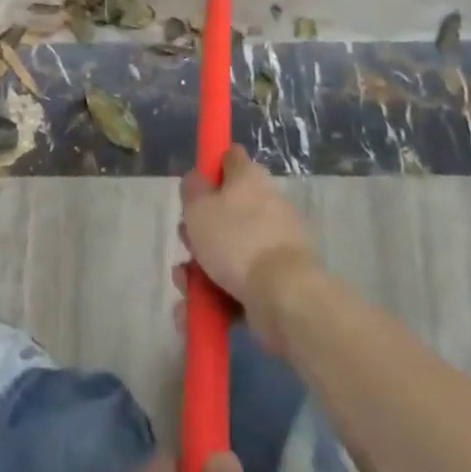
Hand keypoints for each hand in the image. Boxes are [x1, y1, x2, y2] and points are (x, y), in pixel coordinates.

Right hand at [178, 146, 314, 351]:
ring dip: (201, 271)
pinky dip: (218, 296)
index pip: (229, 158)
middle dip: (198, 233)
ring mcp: (272, 245)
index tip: (193, 190)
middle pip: (223, 211)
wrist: (284, 296)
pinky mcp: (274, 281)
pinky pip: (238, 283)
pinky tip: (196, 312)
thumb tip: (197, 180)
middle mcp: (265, 205)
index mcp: (249, 178)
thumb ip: (191, 188)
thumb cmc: (236, 240)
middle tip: (186, 246)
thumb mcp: (199, 207)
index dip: (209, 168)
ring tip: (186, 290)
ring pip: (227, 252)